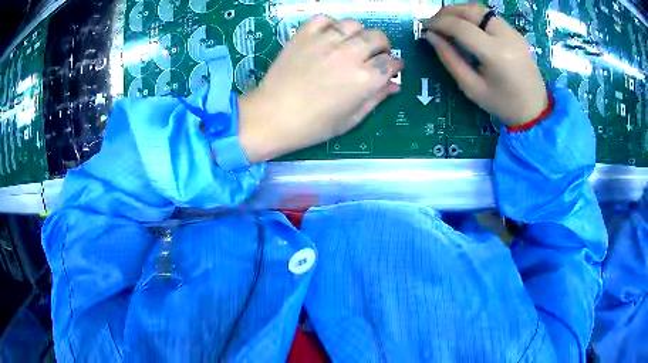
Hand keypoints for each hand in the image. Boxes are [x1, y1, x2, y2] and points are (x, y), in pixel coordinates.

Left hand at [238, 16, 402, 162]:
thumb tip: (394, 85)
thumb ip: (376, 99)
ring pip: (354, 24)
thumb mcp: (351, 119)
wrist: (272, 116)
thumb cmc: (313, 125)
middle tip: (376, 54)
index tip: (392, 68)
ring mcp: (325, 41)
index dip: (395, 65)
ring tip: (353, 43)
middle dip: (383, 45)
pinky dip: (331, 25)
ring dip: (360, 33)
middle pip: (377, 37)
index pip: (390, 62)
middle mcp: (349, 55)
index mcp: (364, 79)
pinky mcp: (304, 35)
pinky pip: (324, 19)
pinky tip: (329, 37)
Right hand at [423, 5, 547, 126]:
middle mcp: (506, 36)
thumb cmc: (503, 104)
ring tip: (447, 21)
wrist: (535, 110)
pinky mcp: (515, 32)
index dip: (439, 23)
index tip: (425, 28)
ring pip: (480, 9)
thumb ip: (450, 59)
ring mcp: (513, 32)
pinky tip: (466, 25)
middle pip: (470, 10)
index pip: (460, 26)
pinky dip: (473, 15)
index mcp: (495, 54)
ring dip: (460, 11)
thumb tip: (431, 36)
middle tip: (434, 22)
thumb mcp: (472, 88)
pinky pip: (490, 16)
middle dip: (447, 12)